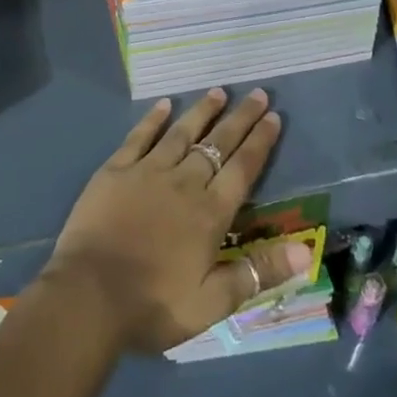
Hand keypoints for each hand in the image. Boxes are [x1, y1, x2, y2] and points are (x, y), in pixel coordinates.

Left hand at [40, 88, 312, 353]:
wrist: (89, 296)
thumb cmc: (153, 305)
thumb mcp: (213, 302)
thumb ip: (259, 271)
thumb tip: (307, 248)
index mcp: (210, 213)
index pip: (243, 169)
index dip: (260, 141)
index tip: (274, 116)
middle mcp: (184, 183)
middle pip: (218, 143)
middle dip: (240, 118)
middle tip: (257, 93)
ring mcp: (147, 171)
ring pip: (182, 133)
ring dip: (202, 111)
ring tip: (218, 91)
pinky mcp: (115, 170)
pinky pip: (139, 137)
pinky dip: (153, 119)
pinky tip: (164, 104)